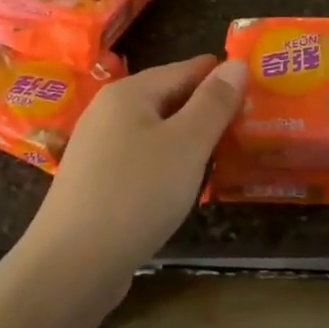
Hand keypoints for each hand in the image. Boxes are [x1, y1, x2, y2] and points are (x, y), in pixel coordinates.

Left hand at [29, 55, 248, 281]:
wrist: (71, 265)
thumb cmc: (136, 194)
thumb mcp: (186, 144)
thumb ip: (213, 103)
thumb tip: (236, 62)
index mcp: (128, 92)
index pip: (184, 69)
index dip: (220, 76)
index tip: (257, 86)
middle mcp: (108, 111)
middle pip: (167, 98)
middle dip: (206, 108)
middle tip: (249, 123)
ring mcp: (97, 147)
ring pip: (154, 130)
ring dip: (189, 138)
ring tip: (226, 152)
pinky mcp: (95, 181)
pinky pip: (141, 158)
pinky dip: (168, 163)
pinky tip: (185, 183)